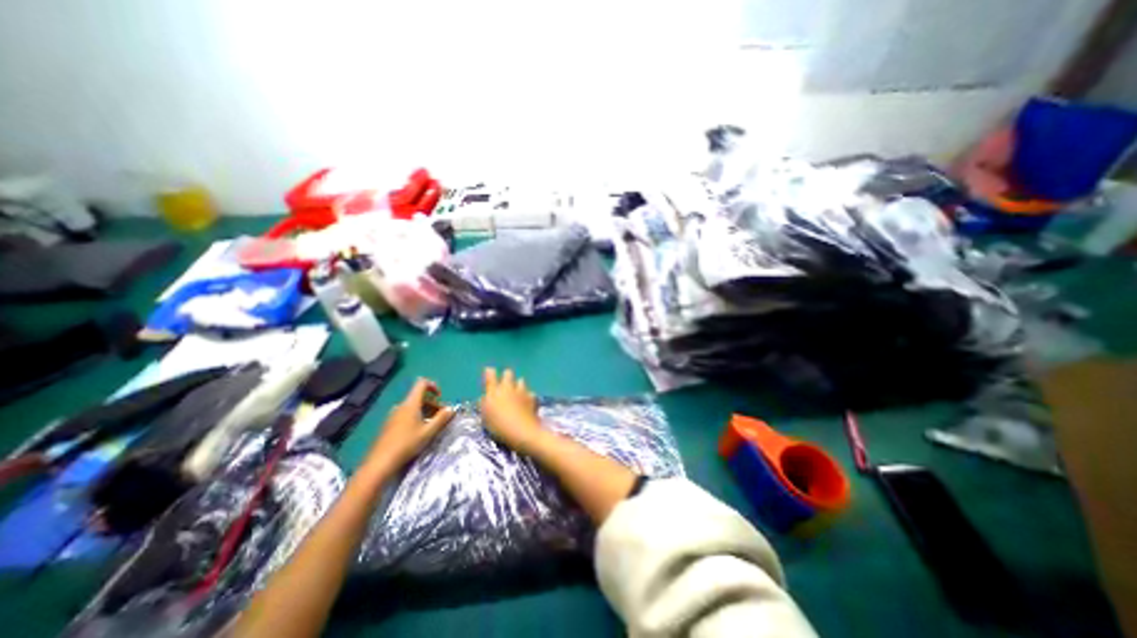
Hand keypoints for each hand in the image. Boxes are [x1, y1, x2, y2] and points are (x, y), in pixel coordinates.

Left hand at [365, 378, 452, 473]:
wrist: (380, 463)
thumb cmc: (407, 444)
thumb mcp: (428, 432)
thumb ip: (441, 418)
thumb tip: (451, 408)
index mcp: (410, 404)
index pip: (422, 383)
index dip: (433, 386)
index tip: (440, 397)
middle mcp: (401, 406)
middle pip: (419, 396)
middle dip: (432, 403)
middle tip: (440, 416)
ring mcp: (393, 415)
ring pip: (413, 407)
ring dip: (425, 412)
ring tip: (431, 426)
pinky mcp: (389, 425)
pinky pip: (406, 415)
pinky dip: (416, 418)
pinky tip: (418, 433)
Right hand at [478, 368, 546, 453]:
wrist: (522, 432)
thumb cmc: (499, 426)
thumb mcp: (486, 417)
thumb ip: (484, 404)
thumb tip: (485, 397)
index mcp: (494, 391)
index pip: (490, 374)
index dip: (489, 373)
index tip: (489, 373)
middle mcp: (508, 387)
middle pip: (508, 373)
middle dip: (506, 376)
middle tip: (504, 386)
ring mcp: (522, 391)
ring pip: (521, 381)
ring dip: (518, 385)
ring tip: (517, 394)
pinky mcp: (532, 398)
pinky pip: (530, 393)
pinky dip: (528, 396)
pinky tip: (527, 403)